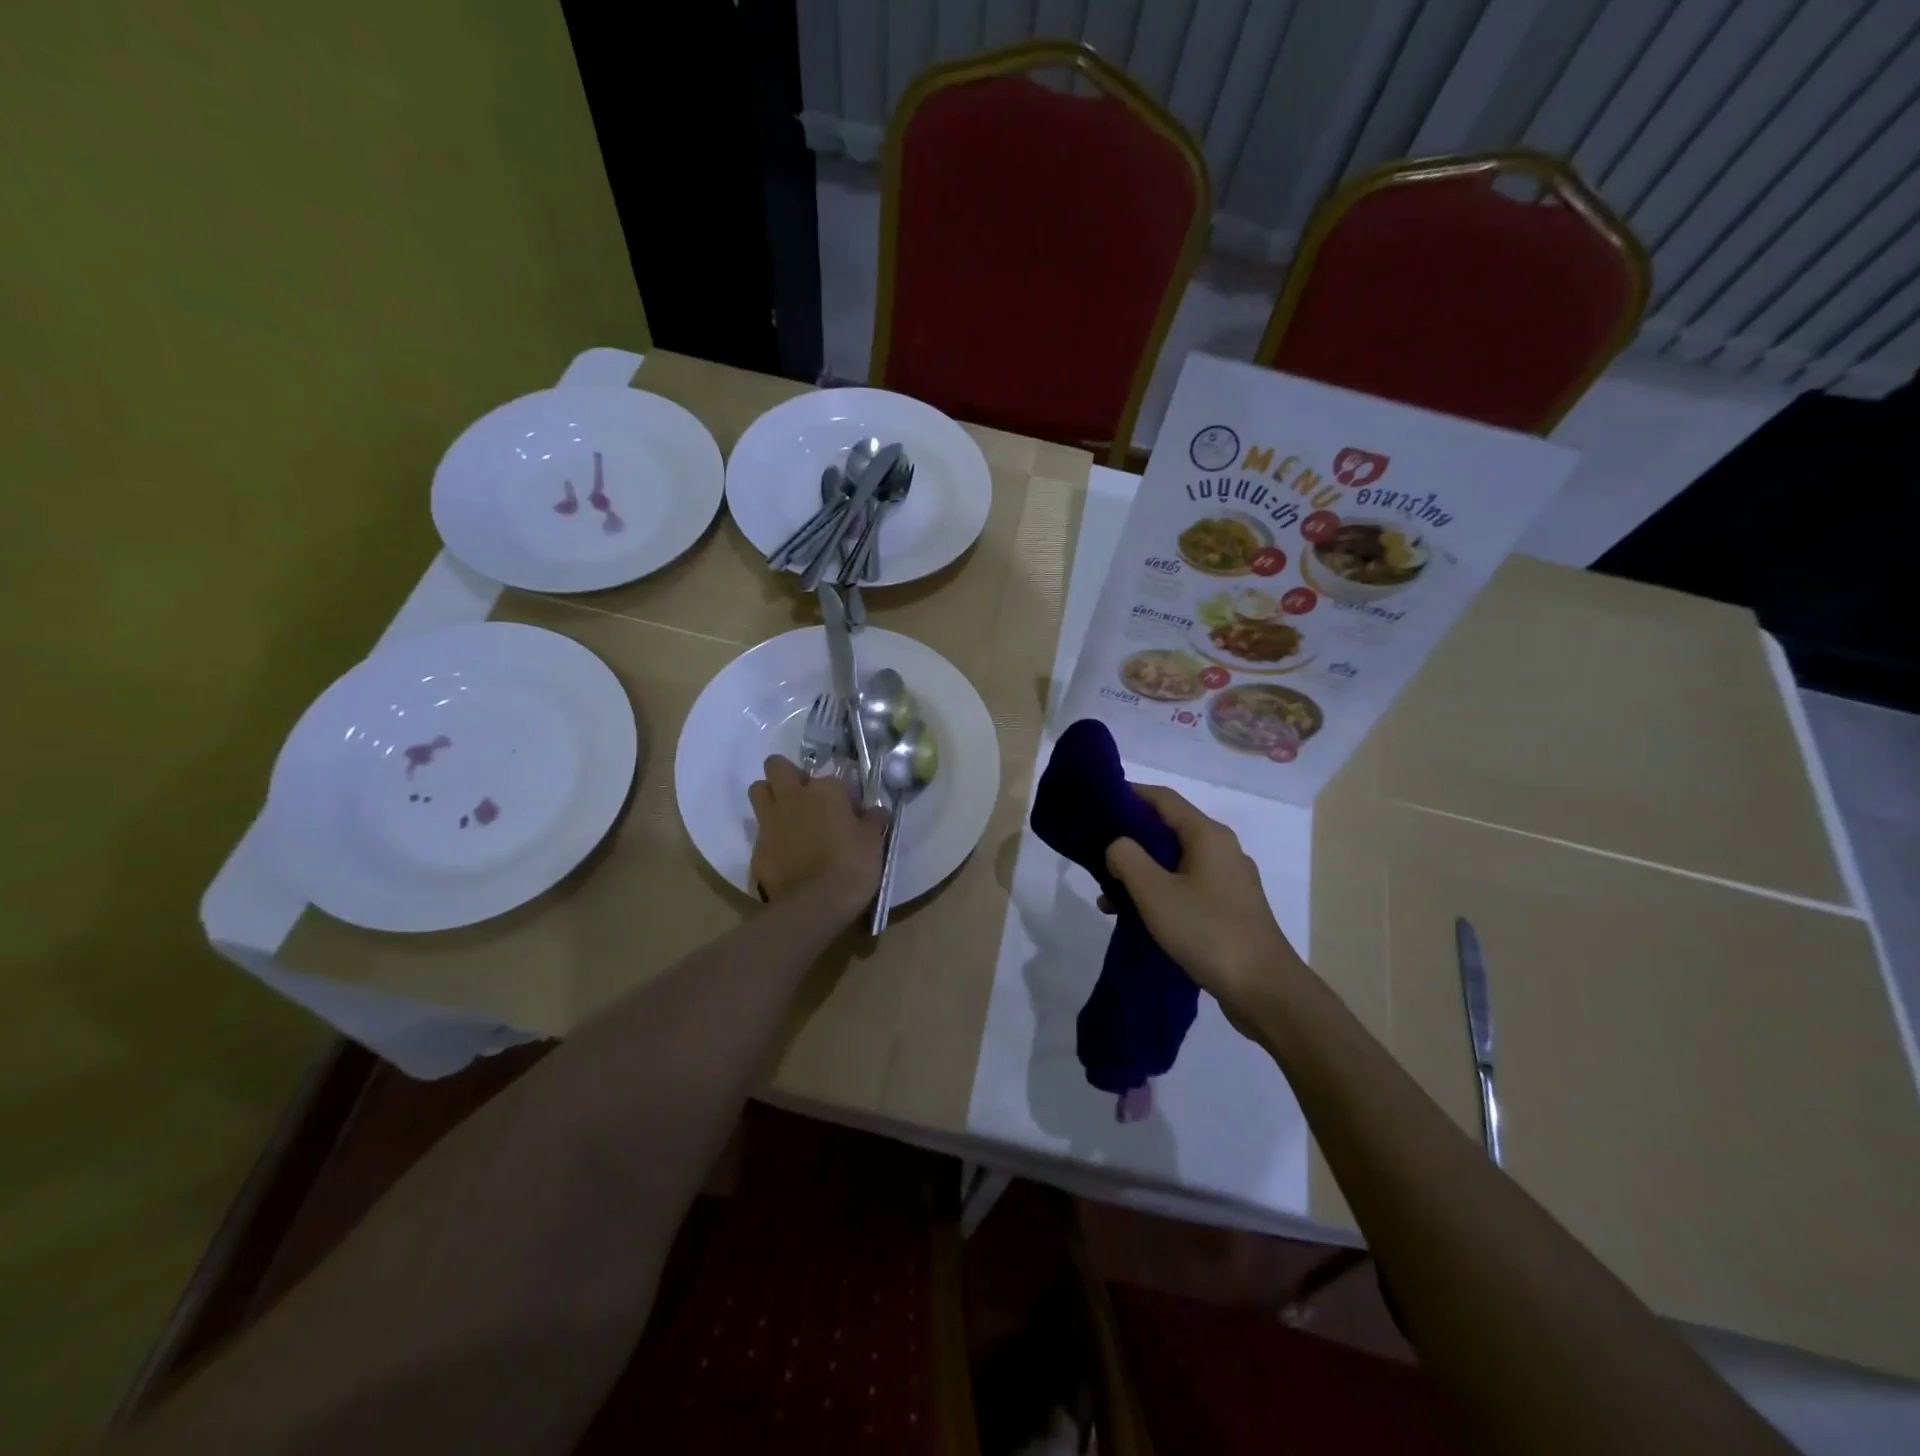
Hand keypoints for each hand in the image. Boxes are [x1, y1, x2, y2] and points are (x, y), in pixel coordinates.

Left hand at [748, 756, 884, 921]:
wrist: (815, 905)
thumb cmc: (852, 866)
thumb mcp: (873, 842)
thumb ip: (873, 820)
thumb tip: (878, 810)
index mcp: (825, 790)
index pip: (831, 778)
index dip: (840, 794)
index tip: (849, 811)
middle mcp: (792, 797)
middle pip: (776, 766)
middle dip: (787, 775)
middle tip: (804, 797)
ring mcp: (770, 821)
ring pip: (758, 791)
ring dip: (770, 797)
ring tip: (788, 817)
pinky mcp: (757, 848)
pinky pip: (759, 832)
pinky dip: (770, 838)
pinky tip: (784, 854)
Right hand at [1103, 784, 1305, 1031]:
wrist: (1264, 990)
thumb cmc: (1207, 931)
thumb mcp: (1155, 892)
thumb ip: (1127, 858)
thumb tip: (1118, 845)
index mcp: (1208, 835)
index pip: (1162, 798)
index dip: (1129, 794)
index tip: (1096, 803)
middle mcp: (1222, 849)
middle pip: (1168, 830)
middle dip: (1129, 840)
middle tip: (1095, 854)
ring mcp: (1228, 880)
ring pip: (1174, 863)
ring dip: (1141, 873)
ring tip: (1108, 897)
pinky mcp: (1229, 908)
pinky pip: (1186, 887)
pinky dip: (1159, 893)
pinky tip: (1136, 918)